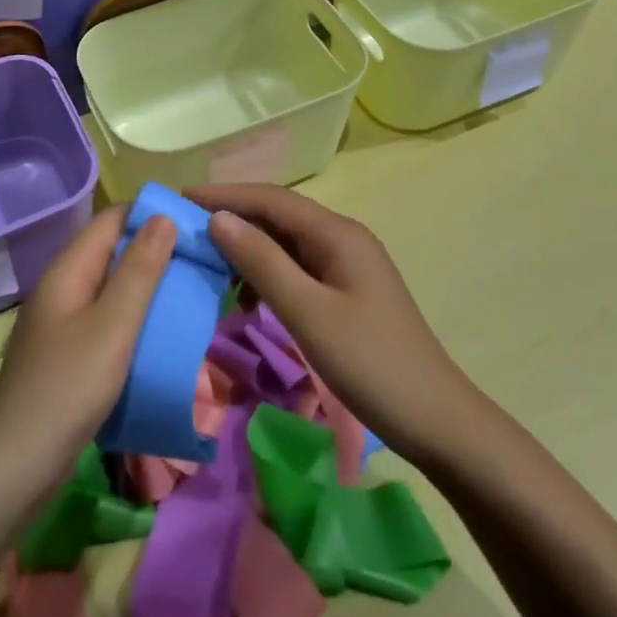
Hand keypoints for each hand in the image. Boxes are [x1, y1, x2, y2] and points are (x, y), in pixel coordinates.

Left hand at [0, 205, 175, 500]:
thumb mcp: (113, 325)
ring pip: (112, 288)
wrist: (15, 464)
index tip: (196, 223)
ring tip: (192, 291)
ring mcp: (63, 322)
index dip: (152, 214)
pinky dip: (136, 317)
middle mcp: (64, 287)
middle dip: (156, 249)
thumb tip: (164, 217)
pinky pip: (108, 320)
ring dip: (149, 285)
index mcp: (69, 269)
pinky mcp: (69, 353)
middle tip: (203, 260)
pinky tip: (162, 333)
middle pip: (112, 251)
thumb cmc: (68, 387)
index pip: (112, 220)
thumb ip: (139, 271)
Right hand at [187, 182, 464, 460]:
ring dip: (247, 250)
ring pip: (285, 244)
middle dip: (231, 219)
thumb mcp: (307, 312)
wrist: (437, 421)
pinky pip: (296, 270)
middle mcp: (342, 238)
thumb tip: (218, 218)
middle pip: (277, 216)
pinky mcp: (346, 292)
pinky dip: (266, 276)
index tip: (180, 198)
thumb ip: (261, 262)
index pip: (270, 199)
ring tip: (208, 266)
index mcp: (337, 233)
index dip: (224, 194)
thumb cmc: (370, 364)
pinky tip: (245, 300)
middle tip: (185, 232)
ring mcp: (346, 266)